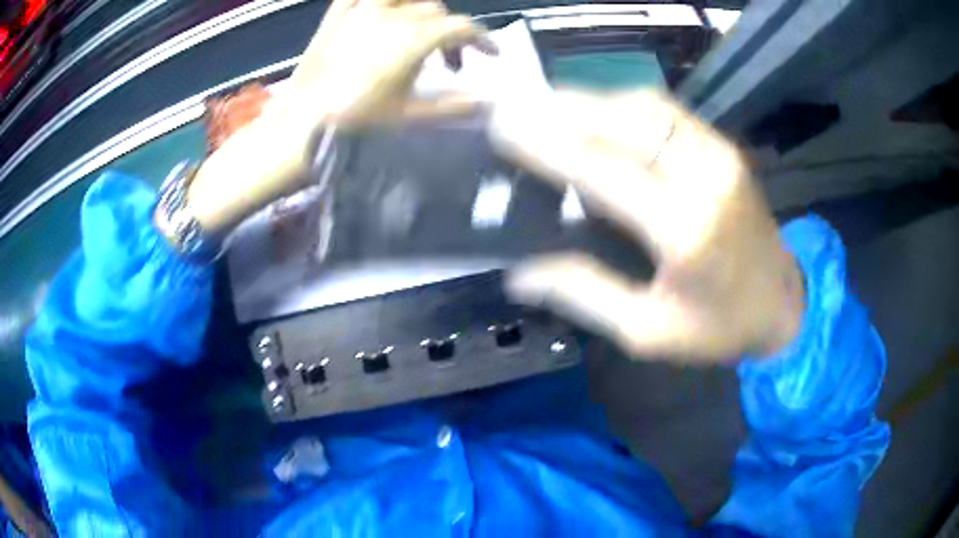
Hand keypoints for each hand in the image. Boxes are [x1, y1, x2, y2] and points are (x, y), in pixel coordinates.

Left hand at [282, 0, 493, 125]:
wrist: (300, 124)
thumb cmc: (356, 121)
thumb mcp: (409, 116)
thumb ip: (452, 107)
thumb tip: (486, 102)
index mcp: (413, 39)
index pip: (461, 28)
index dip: (483, 39)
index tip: (491, 54)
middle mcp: (391, 16)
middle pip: (435, 11)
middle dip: (451, 33)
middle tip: (450, 63)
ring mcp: (360, 13)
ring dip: (421, 9)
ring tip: (420, 28)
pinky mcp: (336, 17)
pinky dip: (377, 1)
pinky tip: (382, 11)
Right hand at [489, 90, 804, 362]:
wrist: (782, 304)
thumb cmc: (718, 327)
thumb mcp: (648, 332)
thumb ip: (586, 296)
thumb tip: (521, 274)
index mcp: (684, 231)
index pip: (601, 171)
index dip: (546, 145)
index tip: (502, 129)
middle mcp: (703, 178)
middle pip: (623, 121)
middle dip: (561, 109)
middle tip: (514, 108)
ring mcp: (719, 155)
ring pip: (644, 106)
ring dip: (591, 101)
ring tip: (547, 107)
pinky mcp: (725, 148)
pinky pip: (667, 111)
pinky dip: (623, 104)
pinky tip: (598, 113)